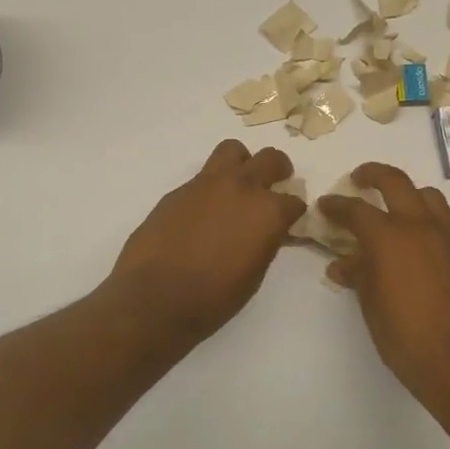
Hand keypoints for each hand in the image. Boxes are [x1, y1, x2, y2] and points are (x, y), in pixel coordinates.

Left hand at [106, 140, 305, 343]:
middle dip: (278, 169)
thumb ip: (264, 243)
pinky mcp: (178, 190)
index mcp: (267, 212)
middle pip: (270, 159)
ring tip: (238, 183)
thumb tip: (264, 232)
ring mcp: (207, 184)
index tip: (289, 220)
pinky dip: (210, 187)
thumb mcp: (254, 275)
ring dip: (241, 162)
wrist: (155, 297)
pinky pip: (202, 177)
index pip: (294, 201)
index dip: (293, 211)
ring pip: (232, 150)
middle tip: (276, 182)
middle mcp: (242, 188)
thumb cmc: (213, 298)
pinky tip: (203, 212)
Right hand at [321, 163, 449, 408]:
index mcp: (389, 237)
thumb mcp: (372, 306)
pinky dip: (424, 217)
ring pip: (427, 196)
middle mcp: (419, 226)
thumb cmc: (406, 337)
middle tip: (358, 179)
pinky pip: (441, 220)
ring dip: (406, 193)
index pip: (356, 209)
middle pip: (395, 182)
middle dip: (373, 174)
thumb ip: (358, 276)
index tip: (324, 205)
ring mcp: (446, 237)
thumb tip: (343, 263)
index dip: (336, 205)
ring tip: (392, 206)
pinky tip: (413, 241)